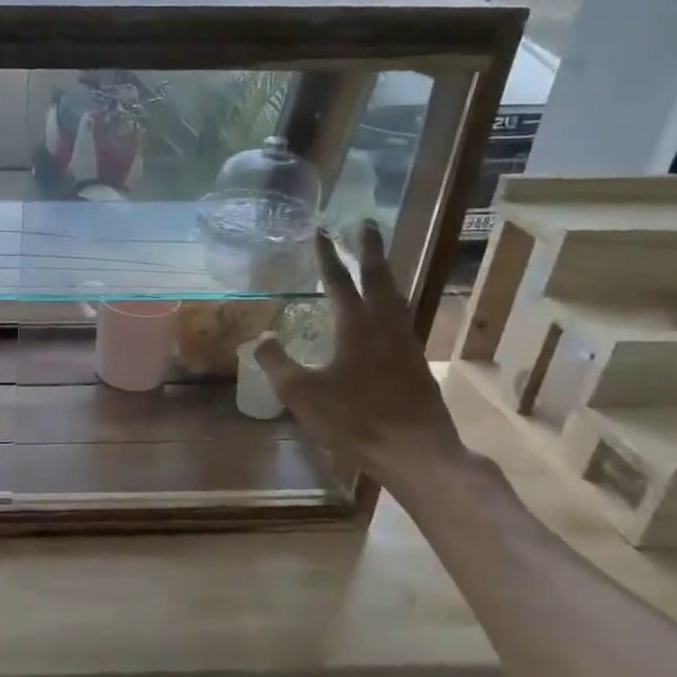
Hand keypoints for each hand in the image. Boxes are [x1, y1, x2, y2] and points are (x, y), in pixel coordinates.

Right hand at [254, 221, 466, 492]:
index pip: (339, 281)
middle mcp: (384, 326)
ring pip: (395, 297)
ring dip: (385, 274)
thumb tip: (260, 338)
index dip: (328, 256)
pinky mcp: (416, 363)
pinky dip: (391, 303)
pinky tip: (387, 315)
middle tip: (366, 224)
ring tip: (378, 262)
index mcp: (356, 327)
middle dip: (369, 250)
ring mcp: (405, 343)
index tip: (322, 231)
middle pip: (379, 278)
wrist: (415, 452)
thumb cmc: (354, 420)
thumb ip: (277, 363)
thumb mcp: (301, 393)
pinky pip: (402, 319)